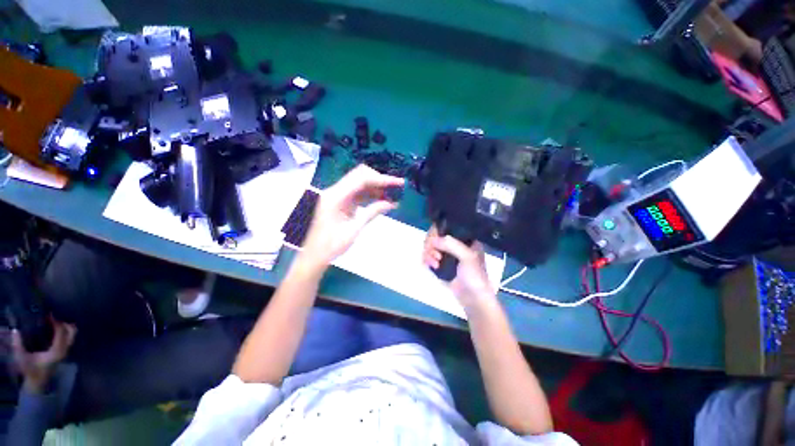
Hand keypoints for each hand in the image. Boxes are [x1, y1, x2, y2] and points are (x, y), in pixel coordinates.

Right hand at [11, 320, 76, 393]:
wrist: (38, 382)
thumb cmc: (30, 370)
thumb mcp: (22, 358)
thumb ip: (18, 345)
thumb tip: (15, 330)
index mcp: (56, 352)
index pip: (61, 333)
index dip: (56, 322)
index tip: (49, 314)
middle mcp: (64, 351)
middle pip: (72, 333)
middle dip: (64, 322)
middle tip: (54, 316)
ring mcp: (65, 352)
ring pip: (72, 335)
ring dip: (66, 326)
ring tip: (55, 320)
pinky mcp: (64, 353)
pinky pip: (69, 339)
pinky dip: (65, 331)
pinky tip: (56, 327)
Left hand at [300, 165, 404, 269]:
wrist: (315, 256)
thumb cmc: (332, 246)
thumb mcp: (354, 229)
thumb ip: (371, 213)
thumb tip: (391, 203)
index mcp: (335, 197)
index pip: (361, 179)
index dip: (381, 179)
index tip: (398, 183)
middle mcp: (335, 191)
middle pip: (360, 176)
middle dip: (379, 180)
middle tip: (397, 187)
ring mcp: (337, 196)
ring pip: (360, 184)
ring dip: (376, 188)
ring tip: (393, 195)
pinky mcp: (340, 202)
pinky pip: (357, 194)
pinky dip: (370, 196)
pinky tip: (383, 201)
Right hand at [423, 225, 496, 308]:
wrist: (474, 300)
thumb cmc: (475, 277)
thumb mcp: (468, 257)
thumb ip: (451, 245)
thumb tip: (432, 240)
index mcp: (465, 238)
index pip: (447, 226)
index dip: (437, 231)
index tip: (434, 241)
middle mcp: (455, 244)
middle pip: (435, 236)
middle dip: (431, 245)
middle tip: (435, 256)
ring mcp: (448, 254)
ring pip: (431, 246)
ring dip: (429, 254)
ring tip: (435, 264)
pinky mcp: (441, 264)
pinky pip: (429, 256)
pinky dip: (427, 260)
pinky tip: (431, 266)